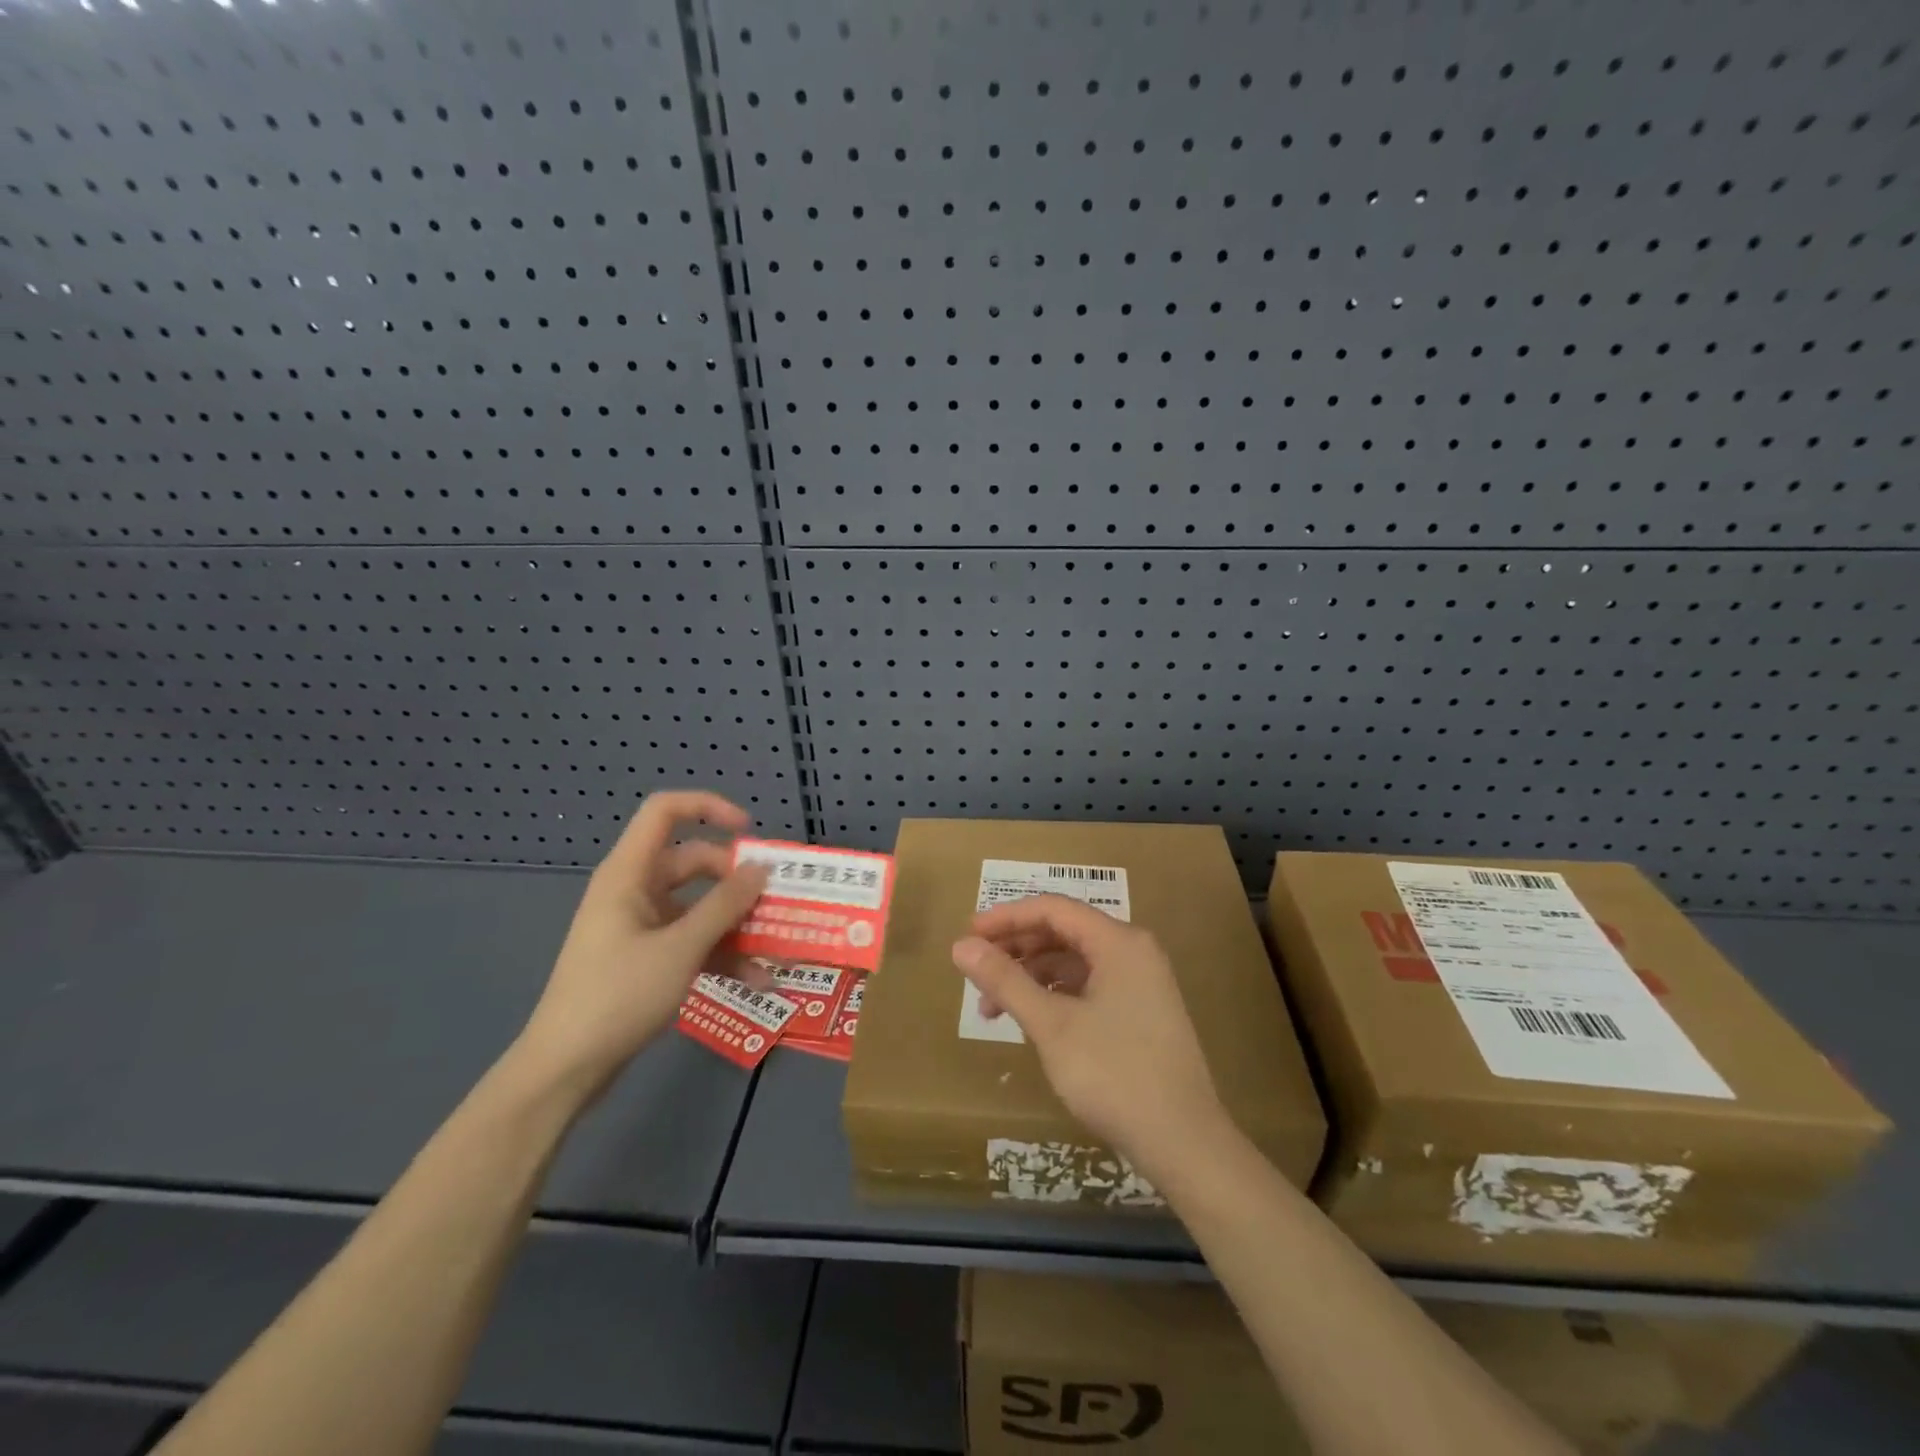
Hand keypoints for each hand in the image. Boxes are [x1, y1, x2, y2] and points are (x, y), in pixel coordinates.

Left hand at [514, 791, 769, 1098]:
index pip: (665, 811)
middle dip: (736, 880)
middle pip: (693, 862)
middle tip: (774, 900)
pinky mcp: (646, 957)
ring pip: (698, 906)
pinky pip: (691, 940)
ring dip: (735, 923)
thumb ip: (725, 905)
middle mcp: (635, 891)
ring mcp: (640, 925)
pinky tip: (756, 978)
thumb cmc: (618, 995)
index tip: (749, 831)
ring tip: (775, 945)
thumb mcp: (681, 948)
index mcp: (630, 873)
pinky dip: (721, 953)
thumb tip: (761, 868)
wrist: (565, 1069)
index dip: (708, 808)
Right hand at [951, 895, 1225, 1180]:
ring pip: (1074, 962)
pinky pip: (1089, 986)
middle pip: (1064, 932)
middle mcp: (1133, 952)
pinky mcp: (1141, 1013)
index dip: (1006, 918)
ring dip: (1031, 976)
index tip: (967, 936)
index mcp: (1118, 942)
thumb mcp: (1051, 1025)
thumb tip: (961, 946)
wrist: (1184, 1143)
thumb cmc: (1114, 1074)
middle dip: (1016, 949)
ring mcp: (1141, 983)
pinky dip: (1055, 996)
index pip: (1053, 909)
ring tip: (992, 1008)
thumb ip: (1005, 980)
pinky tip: (1031, 1020)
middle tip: (975, 972)